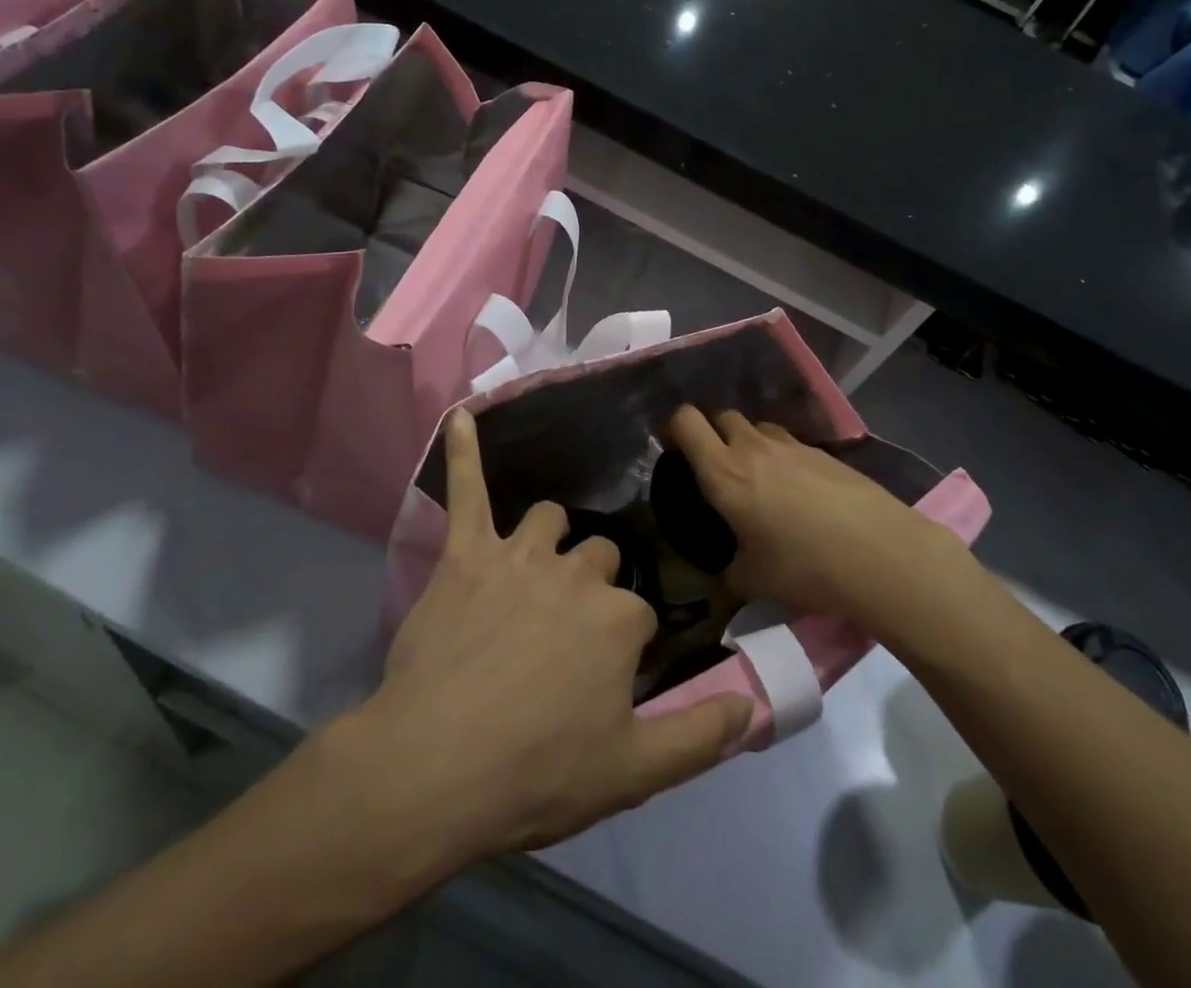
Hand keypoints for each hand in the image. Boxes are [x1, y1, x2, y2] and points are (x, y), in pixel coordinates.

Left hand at [353, 411, 752, 860]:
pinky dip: (465, 452)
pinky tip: (461, 417)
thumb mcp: (634, 771)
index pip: (639, 613)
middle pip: (598, 558)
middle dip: (590, 589)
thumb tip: (755, 705)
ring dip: (547, 542)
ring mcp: (519, 555)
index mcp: (620, 617)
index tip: (605, 679)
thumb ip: (701, 734)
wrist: (435, 771)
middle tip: (564, 638)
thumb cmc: (537, 773)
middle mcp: (576, 572)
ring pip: (547, 523)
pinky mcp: (466, 553)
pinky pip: (467, 490)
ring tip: (532, 573)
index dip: (623, 648)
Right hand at [665, 405, 930, 618]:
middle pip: (721, 416)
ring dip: (748, 441)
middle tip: (715, 467)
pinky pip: (789, 443)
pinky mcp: (823, 452)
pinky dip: (782, 457)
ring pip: (757, 426)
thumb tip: (721, 576)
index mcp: (723, 471)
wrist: (879, 554)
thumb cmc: (803, 567)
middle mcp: (753, 446)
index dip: (673, 427)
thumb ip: (726, 572)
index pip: (685, 420)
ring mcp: (792, 444)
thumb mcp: (752, 581)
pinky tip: (797, 491)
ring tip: (758, 477)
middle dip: (712, 433)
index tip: (672, 449)